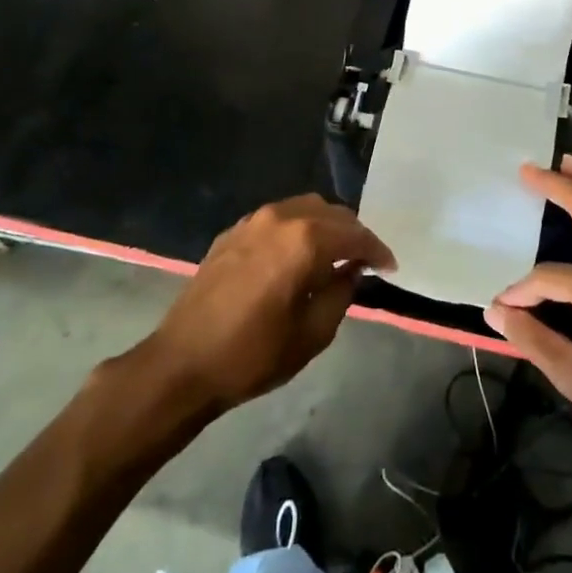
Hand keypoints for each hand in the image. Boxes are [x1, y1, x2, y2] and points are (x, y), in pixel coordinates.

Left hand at [149, 195, 394, 409]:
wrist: (182, 363)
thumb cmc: (253, 354)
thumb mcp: (313, 333)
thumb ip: (341, 293)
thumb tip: (352, 270)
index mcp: (305, 240)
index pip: (355, 235)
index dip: (377, 251)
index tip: (389, 267)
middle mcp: (281, 218)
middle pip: (332, 213)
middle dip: (353, 234)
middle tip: (364, 261)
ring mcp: (253, 221)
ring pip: (304, 208)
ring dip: (325, 226)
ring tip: (334, 256)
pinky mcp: (232, 232)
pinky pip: (277, 218)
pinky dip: (297, 229)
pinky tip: (297, 255)